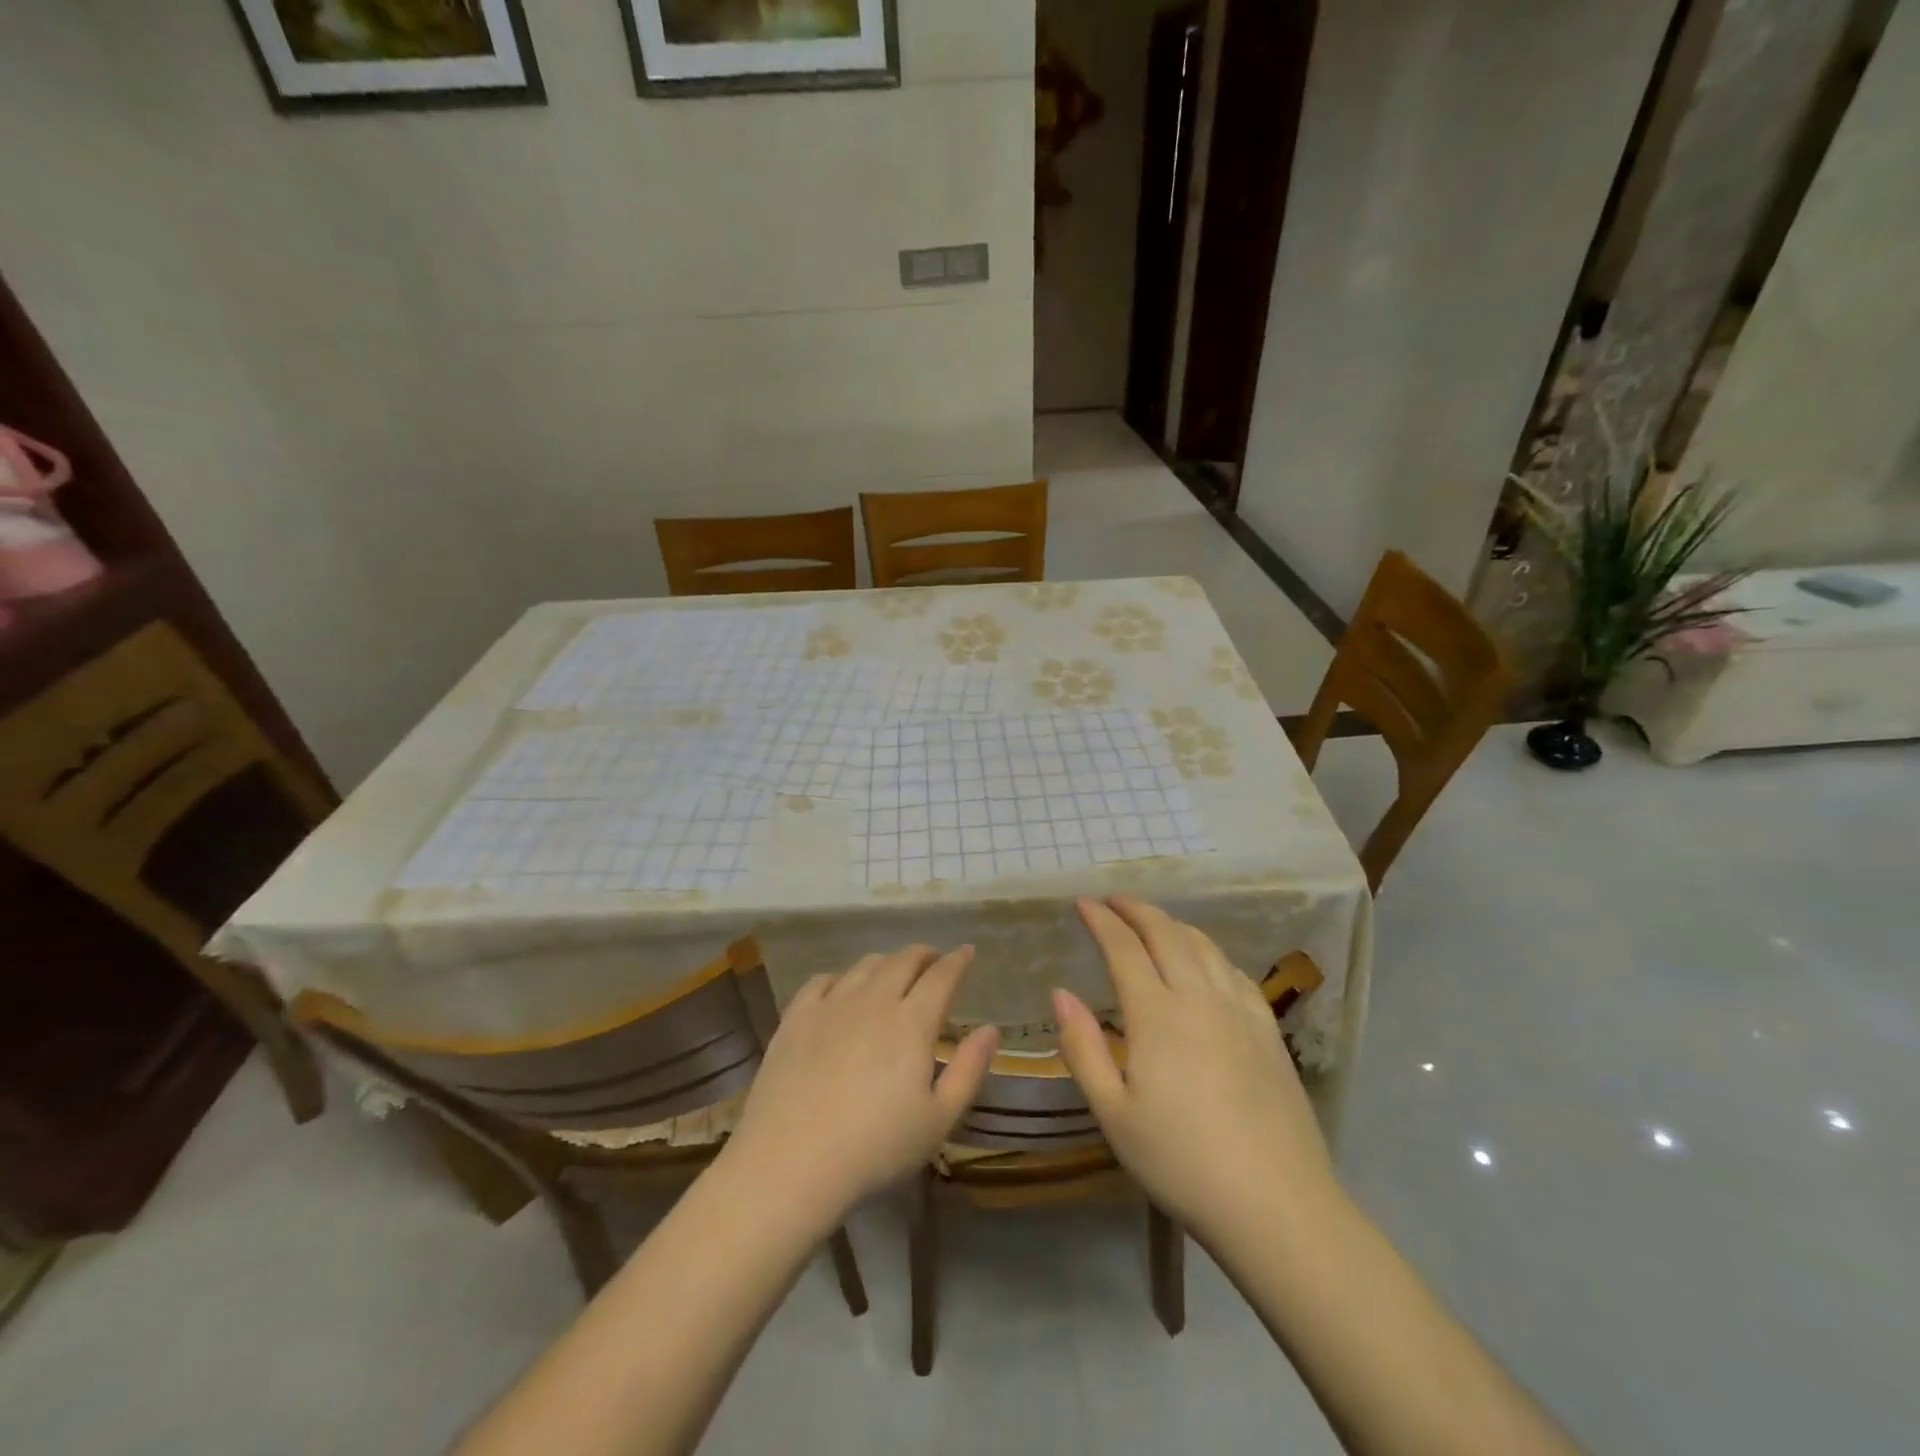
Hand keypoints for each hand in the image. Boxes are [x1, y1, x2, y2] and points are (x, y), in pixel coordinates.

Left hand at [722, 945, 999, 1229]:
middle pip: (903, 960)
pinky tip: (843, 988)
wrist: (790, 1162)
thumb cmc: (875, 1148)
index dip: (958, 960)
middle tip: (933, 961)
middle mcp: (874, 1000)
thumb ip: (969, 1069)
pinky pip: (823, 980)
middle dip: (924, 955)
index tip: (967, 952)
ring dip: (887, 962)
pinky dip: (842, 977)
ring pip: (865, 965)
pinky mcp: (796, 1018)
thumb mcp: (938, 1120)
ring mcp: (831, 1005)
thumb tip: (991, 1029)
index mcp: (912, 1022)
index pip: (942, 976)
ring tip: (893, 973)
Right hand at [1054, 897, 1335, 1239]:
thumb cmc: (1181, 1163)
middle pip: (1167, 934)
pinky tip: (1207, 961)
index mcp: (1157, 1015)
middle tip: (1114, 900)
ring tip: (1155, 921)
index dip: (1101, 920)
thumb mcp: (1114, 1115)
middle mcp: (1199, 998)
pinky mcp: (1269, 1031)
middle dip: (1137, 910)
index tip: (1083, 903)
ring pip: (1204, 946)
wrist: (1277, 1205)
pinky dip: (1211, 952)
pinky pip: (1235, 972)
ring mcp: (1240, 1011)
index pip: (1124, 948)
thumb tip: (1060, 993)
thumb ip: (1083, 1048)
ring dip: (1174, 924)